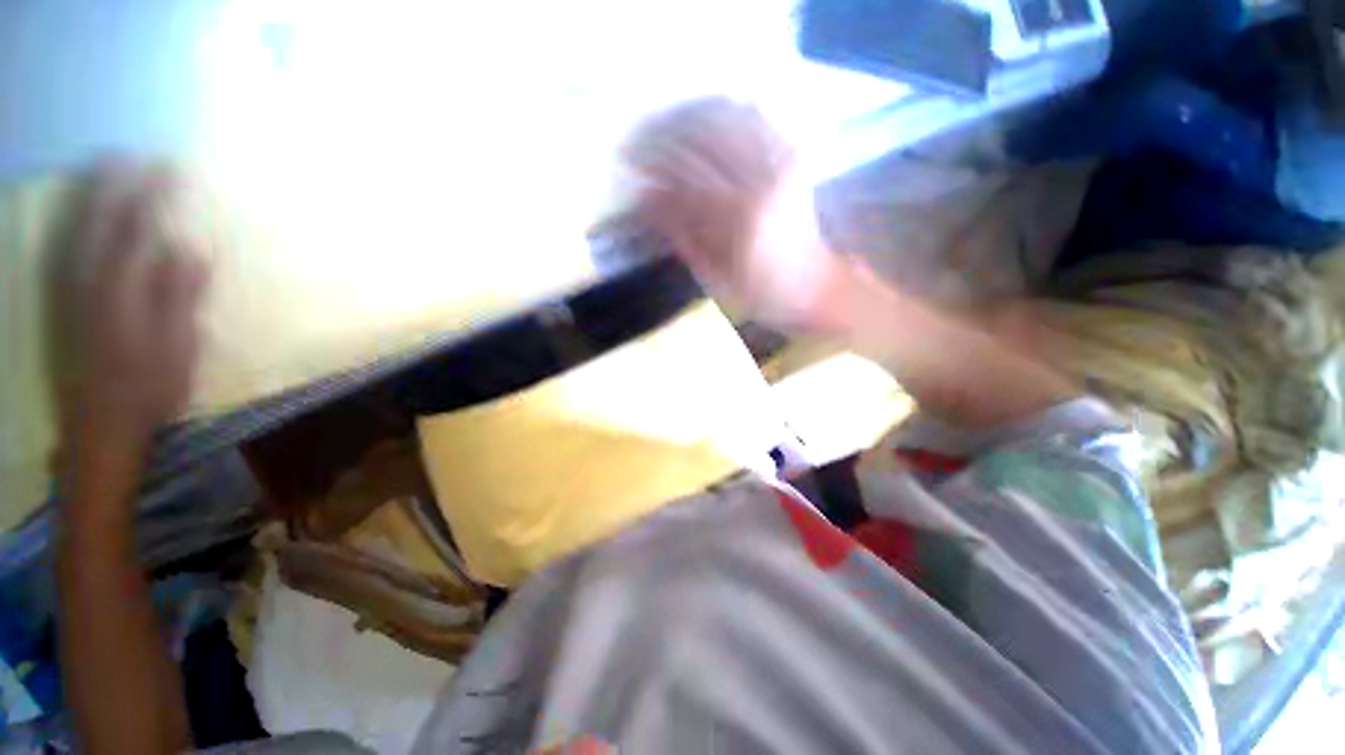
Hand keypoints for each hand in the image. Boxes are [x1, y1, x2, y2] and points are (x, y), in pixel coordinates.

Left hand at [50, 161, 207, 468]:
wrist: (101, 426)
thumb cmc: (149, 388)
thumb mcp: (177, 346)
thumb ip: (179, 296)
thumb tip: (189, 250)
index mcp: (121, 290)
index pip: (138, 230)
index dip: (153, 196)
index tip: (171, 167)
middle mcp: (90, 281)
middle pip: (100, 221)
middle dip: (115, 185)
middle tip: (131, 153)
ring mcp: (73, 292)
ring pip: (78, 231)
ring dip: (91, 197)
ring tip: (105, 169)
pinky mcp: (67, 304)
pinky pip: (68, 251)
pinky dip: (77, 225)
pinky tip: (82, 215)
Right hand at [623, 98, 842, 325]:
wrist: (813, 286)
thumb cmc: (760, 292)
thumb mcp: (714, 277)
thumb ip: (681, 235)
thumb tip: (646, 198)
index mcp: (740, 218)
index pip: (686, 176)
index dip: (653, 163)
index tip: (628, 158)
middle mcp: (762, 180)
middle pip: (704, 138)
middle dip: (664, 132)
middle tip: (639, 135)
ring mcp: (782, 163)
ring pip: (728, 118)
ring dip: (690, 116)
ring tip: (665, 124)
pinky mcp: (793, 158)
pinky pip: (756, 120)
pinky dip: (726, 112)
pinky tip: (705, 118)